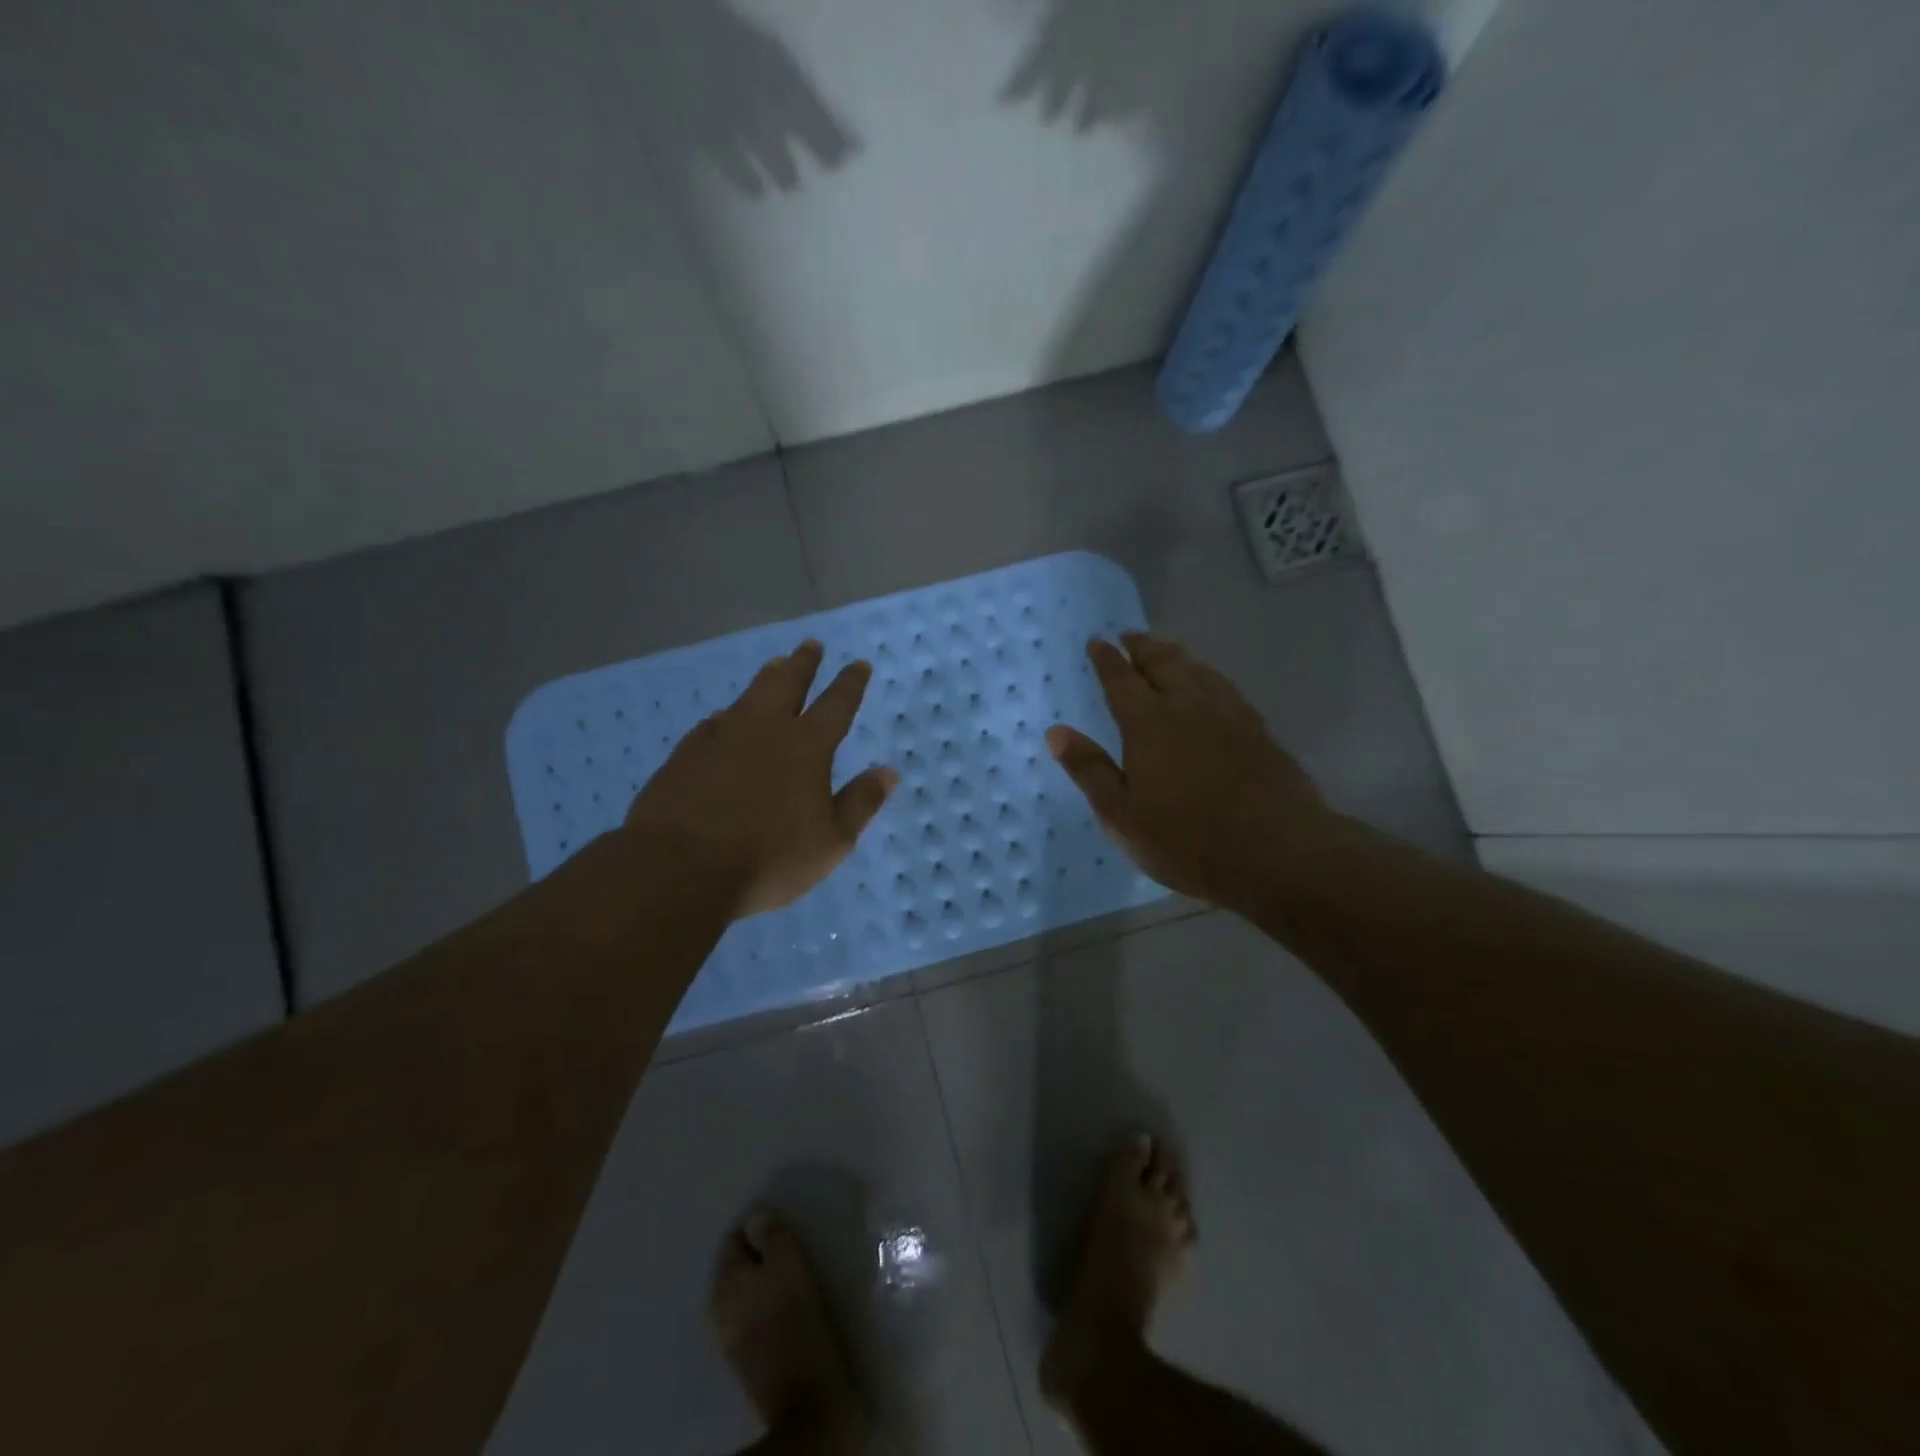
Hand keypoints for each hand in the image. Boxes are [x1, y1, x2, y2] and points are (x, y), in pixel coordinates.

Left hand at [624, 640, 896, 918]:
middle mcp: (765, 729)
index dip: (850, 683)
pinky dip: (729, 714)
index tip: (859, 663)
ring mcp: (721, 736)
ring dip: (767, 677)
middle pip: (788, 684)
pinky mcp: (686, 752)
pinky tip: (724, 718)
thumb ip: (861, 802)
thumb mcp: (831, 842)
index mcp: (807, 747)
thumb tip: (889, 771)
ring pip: (749, 695)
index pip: (836, 704)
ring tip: (775, 664)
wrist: (680, 868)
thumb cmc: (768, 859)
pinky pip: (714, 722)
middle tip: (811, 645)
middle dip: (804, 663)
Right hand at [1045, 633, 1332, 911]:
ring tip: (1166, 647)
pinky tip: (1212, 683)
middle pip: (1163, 665)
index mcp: (1149, 724)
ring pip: (1198, 671)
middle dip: (1143, 648)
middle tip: (1131, 634)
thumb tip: (1056, 732)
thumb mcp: (1121, 816)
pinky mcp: (1258, 731)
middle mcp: (1188, 707)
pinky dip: (1210, 675)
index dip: (1107, 660)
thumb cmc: (1187, 840)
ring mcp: (1229, 716)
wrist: (1277, 853)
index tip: (1097, 641)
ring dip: (1177, 655)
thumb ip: (1089, 771)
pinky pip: (1227, 688)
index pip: (1121, 681)